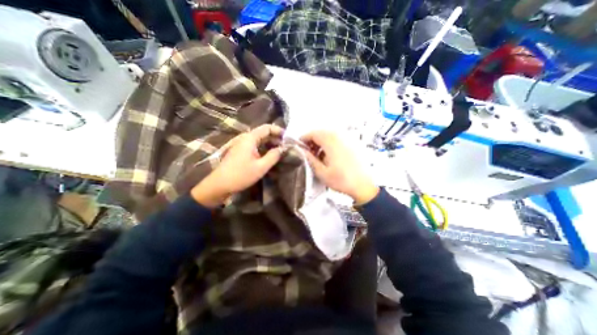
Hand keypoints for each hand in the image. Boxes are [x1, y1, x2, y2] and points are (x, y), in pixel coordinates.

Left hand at [193, 124, 282, 205]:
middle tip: (287, 147)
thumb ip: (274, 156)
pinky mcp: (241, 151)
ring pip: (260, 140)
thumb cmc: (241, 175)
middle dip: (276, 138)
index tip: (288, 138)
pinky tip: (270, 156)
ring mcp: (242, 145)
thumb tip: (283, 149)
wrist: (219, 185)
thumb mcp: (261, 167)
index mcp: (250, 138)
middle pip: (263, 133)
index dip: (279, 131)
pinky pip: (255, 146)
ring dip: (271, 144)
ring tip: (281, 151)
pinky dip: (264, 149)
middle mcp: (246, 138)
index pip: (267, 128)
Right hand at [301, 130, 378, 203]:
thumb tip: (302, 151)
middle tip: (308, 151)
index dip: (304, 138)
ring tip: (318, 154)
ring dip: (321, 142)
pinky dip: (330, 143)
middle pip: (321, 132)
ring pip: (330, 135)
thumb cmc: (342, 180)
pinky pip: (338, 138)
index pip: (313, 133)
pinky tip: (329, 155)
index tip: (300, 146)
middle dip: (312, 140)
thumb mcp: (322, 172)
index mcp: (331, 142)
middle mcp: (340, 136)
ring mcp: (348, 138)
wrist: (364, 185)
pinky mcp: (354, 143)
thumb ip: (310, 159)